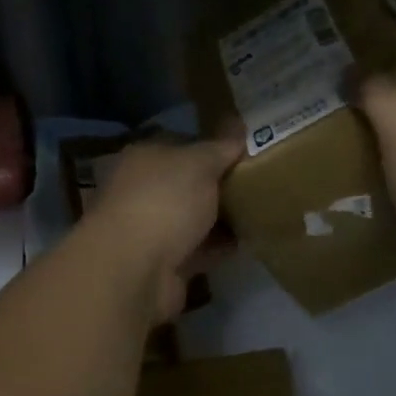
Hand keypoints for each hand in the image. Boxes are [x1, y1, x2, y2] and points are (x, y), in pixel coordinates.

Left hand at [84, 134, 243, 321]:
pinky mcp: (164, 263)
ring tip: (259, 211)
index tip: (245, 152)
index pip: (181, 144)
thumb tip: (239, 126)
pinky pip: (198, 249)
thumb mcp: (199, 163)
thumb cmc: (164, 201)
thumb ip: (221, 147)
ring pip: (193, 218)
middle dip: (219, 185)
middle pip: (187, 184)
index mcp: (143, 158)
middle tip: (258, 182)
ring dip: (220, 218)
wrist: (136, 269)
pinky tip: (248, 242)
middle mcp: (142, 191)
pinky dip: (219, 247)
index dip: (212, 146)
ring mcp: (151, 229)